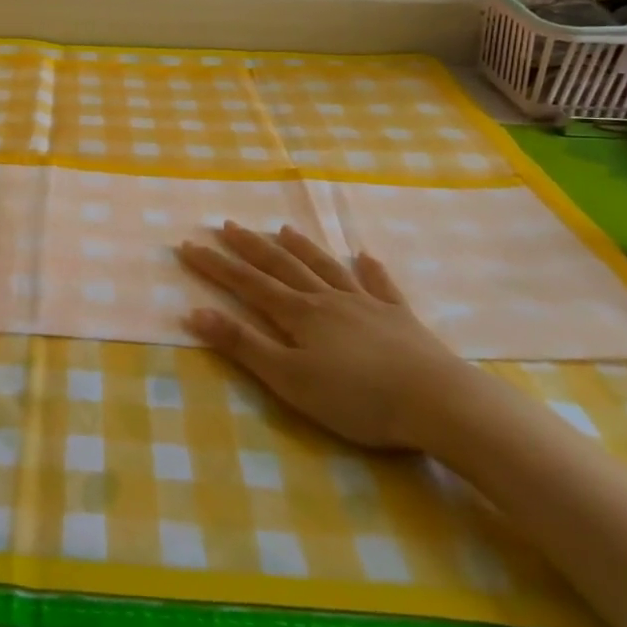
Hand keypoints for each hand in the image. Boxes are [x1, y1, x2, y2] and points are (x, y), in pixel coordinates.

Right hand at [177, 222, 475, 450]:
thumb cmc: (357, 398)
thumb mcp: (289, 379)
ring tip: (284, 229)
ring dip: (302, 248)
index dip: (216, 265)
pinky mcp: (401, 318)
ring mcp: (366, 305)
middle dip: (251, 246)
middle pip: (282, 266)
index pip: (247, 283)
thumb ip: (242, 345)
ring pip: (326, 268)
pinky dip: (370, 270)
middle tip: (228, 224)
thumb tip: (194, 312)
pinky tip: (365, 257)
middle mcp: (328, 299)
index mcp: (299, 314)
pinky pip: (381, 286)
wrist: (438, 402)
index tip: (188, 245)